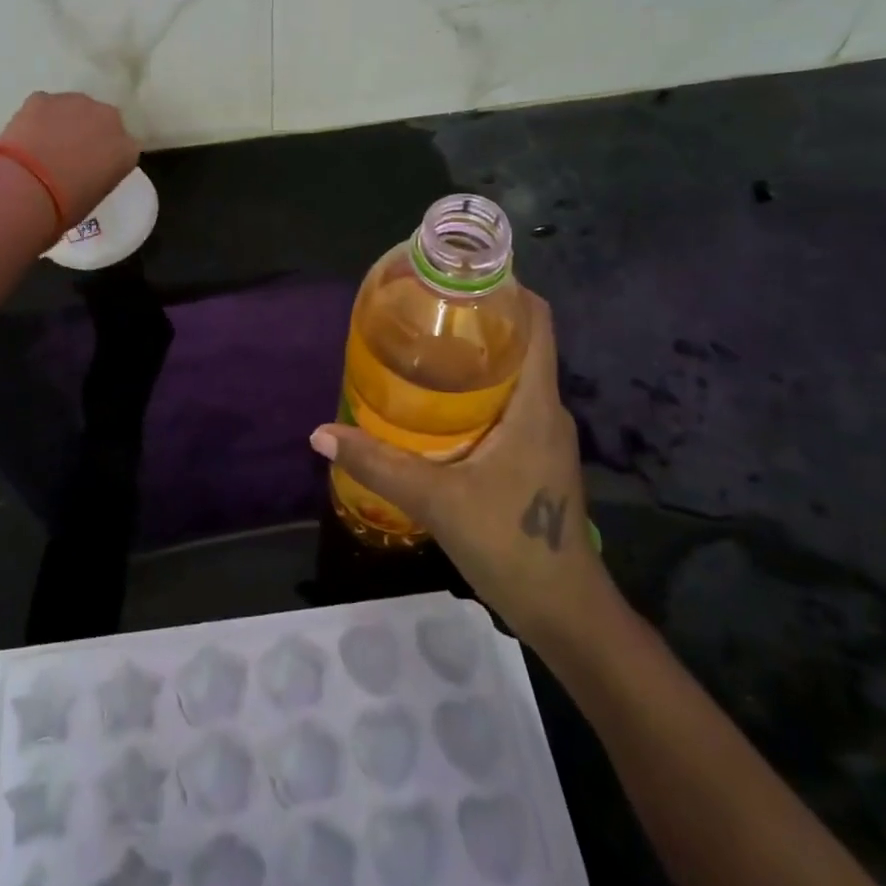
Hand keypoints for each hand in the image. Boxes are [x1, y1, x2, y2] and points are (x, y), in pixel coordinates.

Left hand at [0, 91, 140, 225]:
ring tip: (44, 145)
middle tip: (68, 155)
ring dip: (65, 122)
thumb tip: (85, 169)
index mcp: (127, 149)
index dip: (106, 156)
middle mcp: (109, 119)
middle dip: (89, 132)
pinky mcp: (43, 97)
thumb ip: (99, 173)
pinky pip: (45, 106)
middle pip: (103, 121)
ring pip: (74, 108)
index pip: (123, 148)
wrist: (27, 188)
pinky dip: (38, 118)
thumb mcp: (96, 194)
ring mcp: (77, 103)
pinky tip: (26, 137)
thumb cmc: (66, 205)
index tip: (92, 168)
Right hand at [311, 289, 611, 635]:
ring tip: (420, 348)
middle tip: (421, 310)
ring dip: (473, 360)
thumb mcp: (437, 500)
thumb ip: (378, 464)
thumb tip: (320, 432)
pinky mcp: (534, 460)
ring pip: (512, 378)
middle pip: (520, 344)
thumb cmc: (511, 543)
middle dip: (476, 321)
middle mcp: (546, 410)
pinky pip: (507, 408)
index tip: (460, 274)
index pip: (537, 322)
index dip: (508, 288)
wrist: (564, 611)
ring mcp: (543, 437)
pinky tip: (435, 407)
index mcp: (535, 403)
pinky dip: (475, 394)